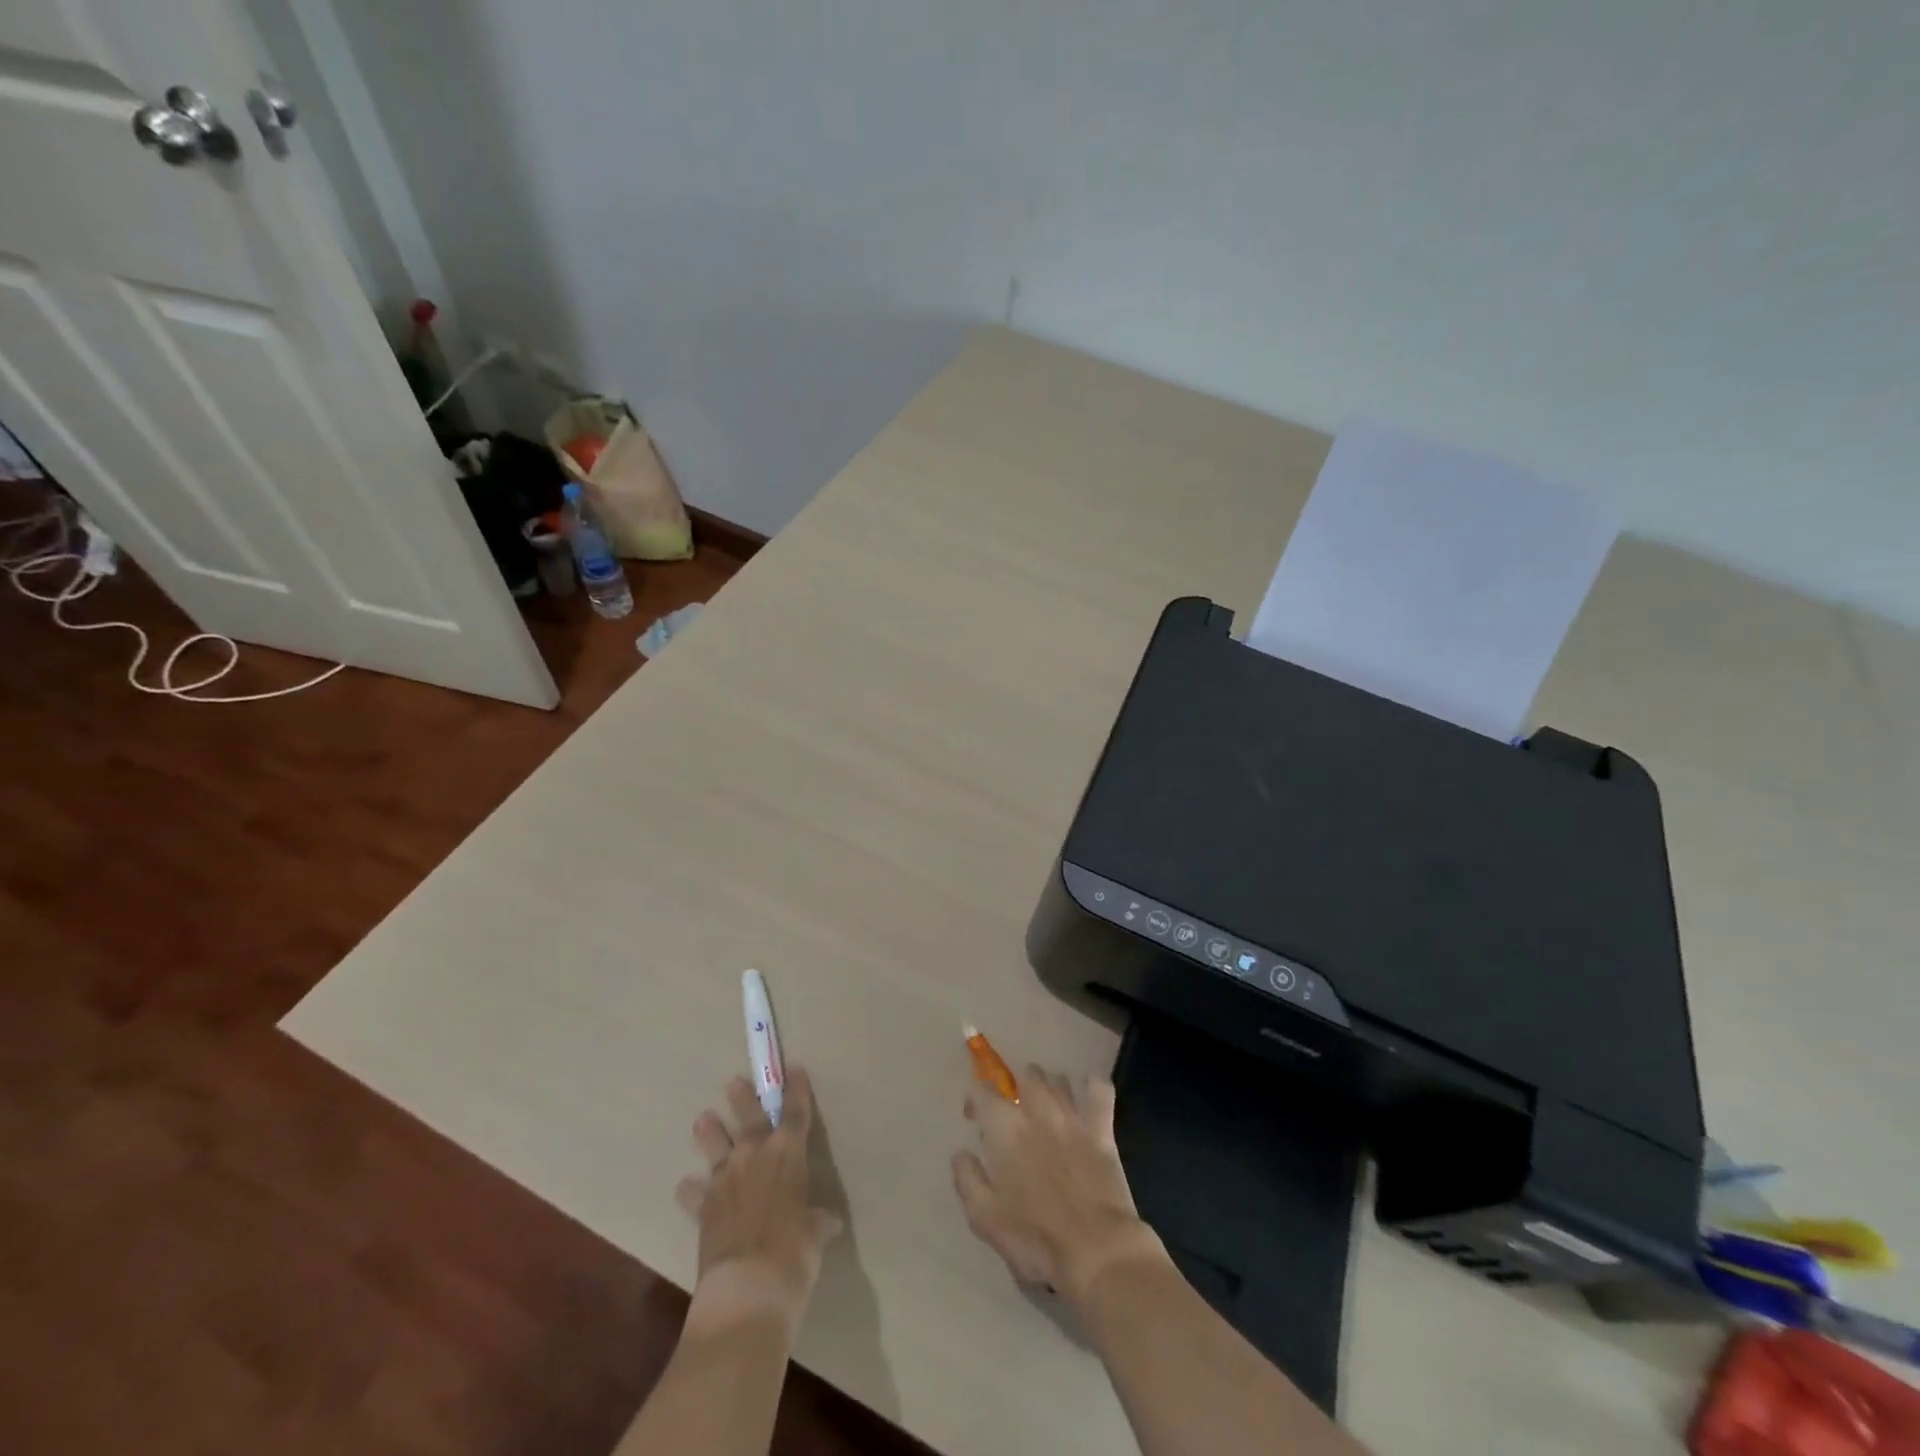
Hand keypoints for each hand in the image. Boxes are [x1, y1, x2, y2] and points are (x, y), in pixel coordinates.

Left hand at [677, 1068, 842, 1337]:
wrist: (747, 1287)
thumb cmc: (795, 1251)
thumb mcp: (816, 1233)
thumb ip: (817, 1220)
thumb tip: (826, 1221)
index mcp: (788, 1151)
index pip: (795, 1111)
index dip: (796, 1090)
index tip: (794, 1069)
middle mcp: (754, 1155)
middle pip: (749, 1118)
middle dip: (744, 1099)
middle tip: (734, 1082)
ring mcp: (726, 1179)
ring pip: (716, 1146)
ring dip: (711, 1133)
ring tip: (703, 1120)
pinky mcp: (704, 1208)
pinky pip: (695, 1194)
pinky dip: (691, 1191)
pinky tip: (686, 1188)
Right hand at [952, 1066, 1165, 1308]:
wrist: (1095, 1250)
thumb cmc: (1034, 1237)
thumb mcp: (984, 1217)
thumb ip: (967, 1178)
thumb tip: (962, 1153)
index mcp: (1004, 1127)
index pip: (982, 1089)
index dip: (975, 1099)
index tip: (974, 1118)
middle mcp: (1037, 1109)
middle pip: (1025, 1075)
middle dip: (1016, 1086)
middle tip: (1013, 1113)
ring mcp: (1073, 1116)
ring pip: (1058, 1079)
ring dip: (1049, 1087)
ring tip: (1045, 1106)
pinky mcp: (1102, 1130)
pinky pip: (1100, 1091)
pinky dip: (1093, 1085)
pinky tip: (1089, 1092)